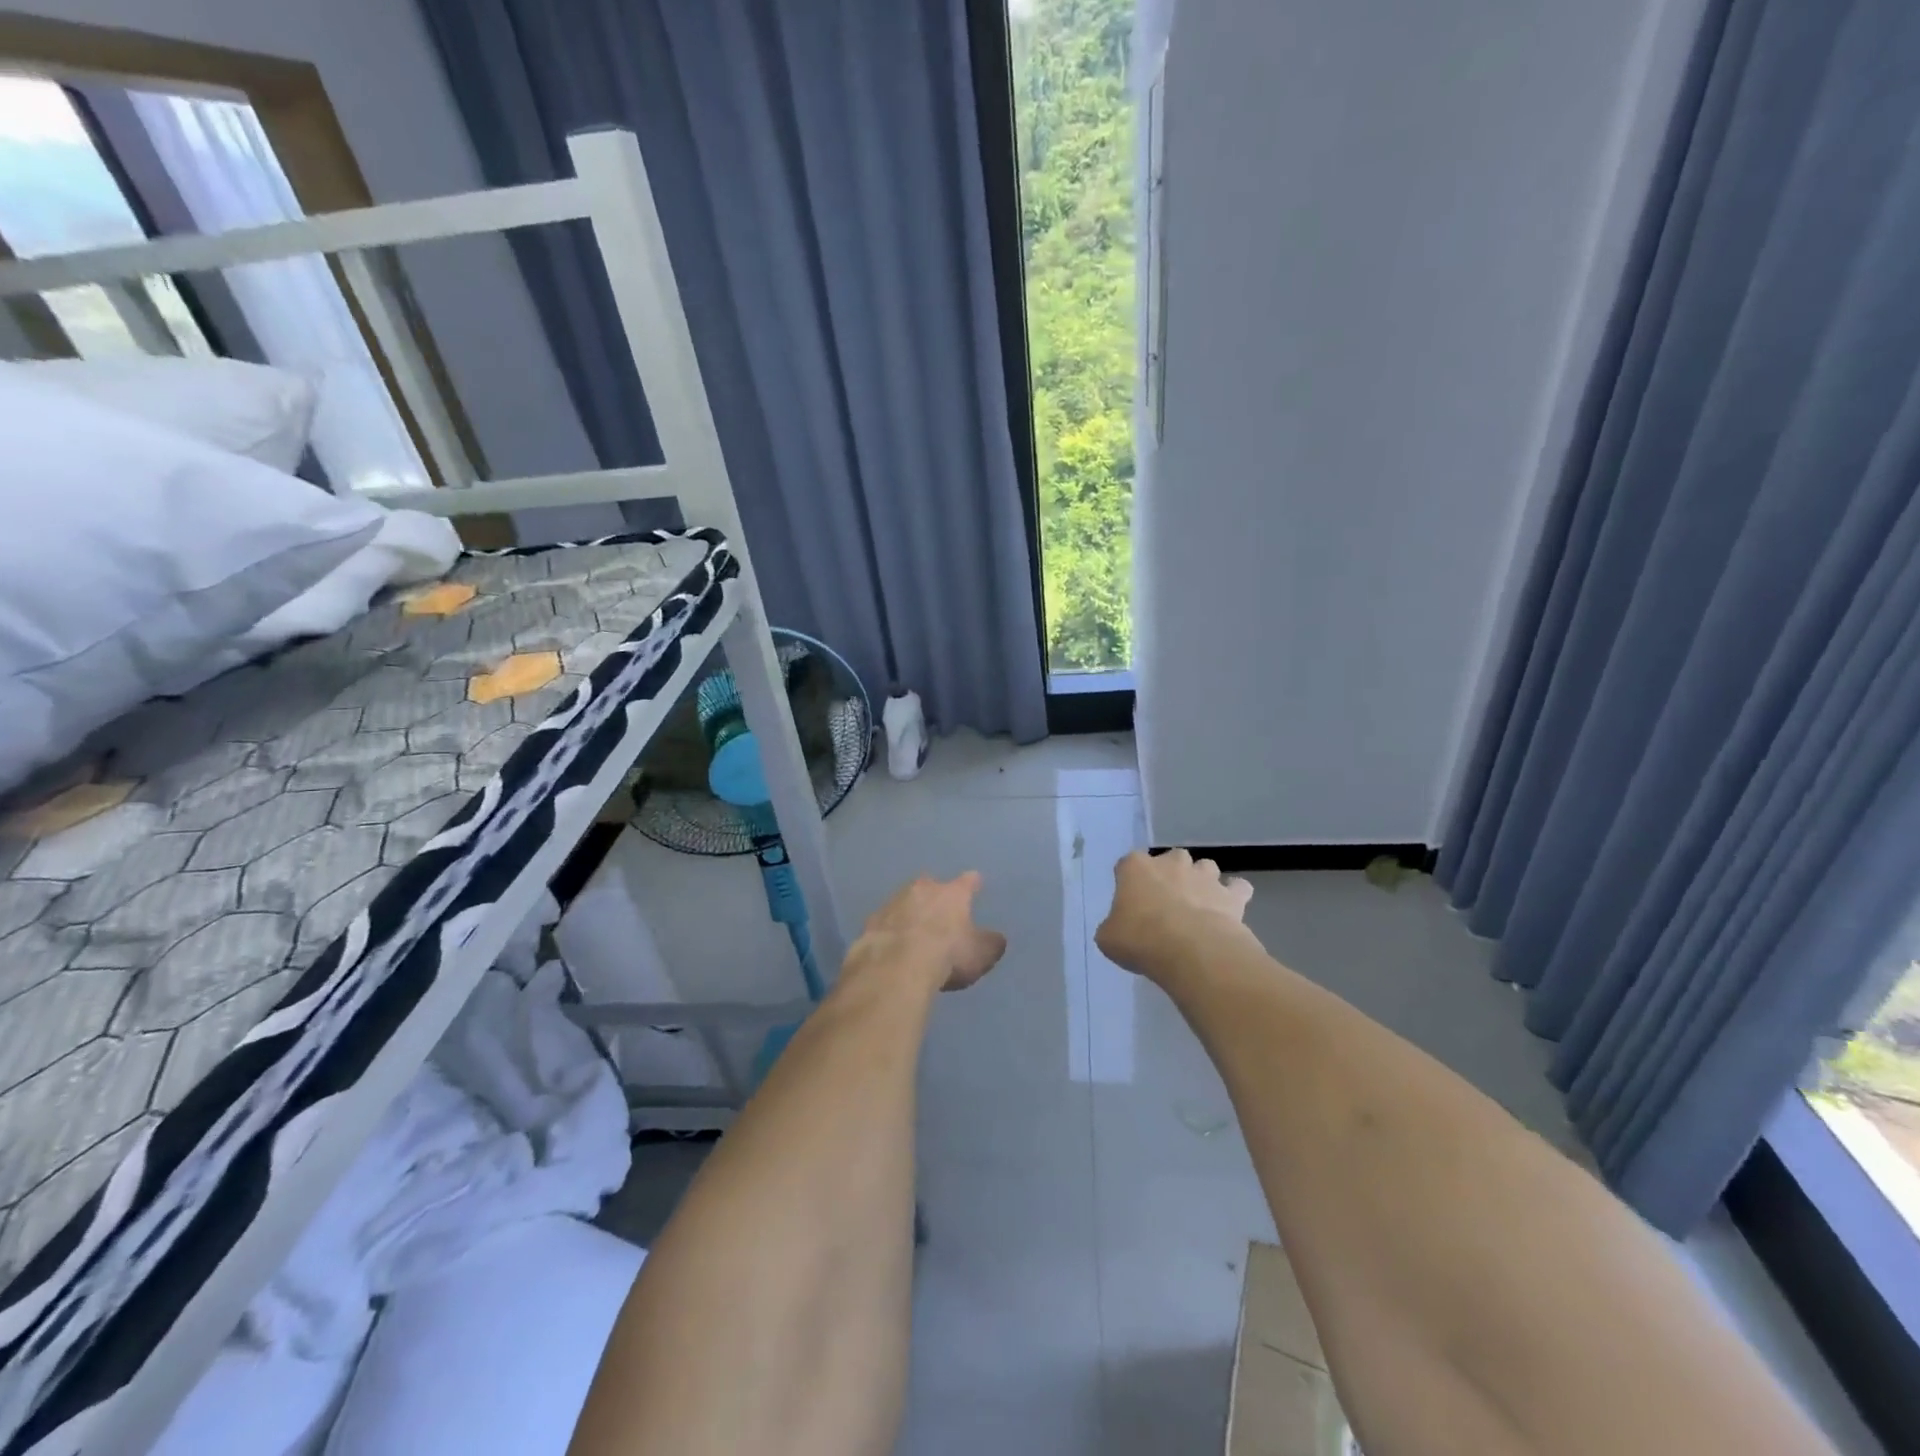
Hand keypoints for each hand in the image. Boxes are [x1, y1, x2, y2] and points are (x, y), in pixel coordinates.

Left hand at [850, 872, 1007, 992]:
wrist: (896, 966)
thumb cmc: (947, 955)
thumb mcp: (981, 954)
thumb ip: (990, 944)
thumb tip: (996, 938)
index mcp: (952, 893)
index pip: (967, 881)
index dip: (972, 883)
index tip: (975, 881)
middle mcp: (922, 889)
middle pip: (929, 884)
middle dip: (933, 893)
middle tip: (937, 908)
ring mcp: (893, 903)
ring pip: (903, 900)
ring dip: (908, 911)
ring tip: (911, 929)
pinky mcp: (871, 922)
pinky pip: (884, 922)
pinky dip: (889, 930)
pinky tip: (890, 944)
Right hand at [1096, 849, 1253, 978]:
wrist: (1191, 951)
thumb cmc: (1141, 939)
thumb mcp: (1108, 938)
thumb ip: (1113, 926)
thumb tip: (1120, 928)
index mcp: (1136, 867)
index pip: (1128, 864)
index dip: (1130, 882)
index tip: (1130, 903)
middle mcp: (1171, 863)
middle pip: (1171, 859)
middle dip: (1170, 875)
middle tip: (1166, 904)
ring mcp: (1204, 876)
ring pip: (1205, 867)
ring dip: (1202, 881)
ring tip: (1198, 906)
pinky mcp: (1230, 895)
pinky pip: (1237, 888)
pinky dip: (1234, 895)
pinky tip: (1228, 910)